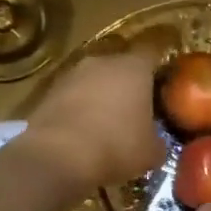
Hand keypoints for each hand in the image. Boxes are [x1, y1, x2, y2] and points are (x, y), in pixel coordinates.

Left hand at [16, 42, 166, 191]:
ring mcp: (70, 74)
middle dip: (126, 84)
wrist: (58, 157)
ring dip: (99, 96)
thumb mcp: (151, 152)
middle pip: (119, 66)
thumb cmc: (116, 147)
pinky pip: (70, 97)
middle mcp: (101, 62)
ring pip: (92, 80)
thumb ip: (158, 139)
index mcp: (134, 67)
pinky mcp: (47, 92)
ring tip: (105, 123)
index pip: (153, 53)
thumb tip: (155, 141)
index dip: (159, 68)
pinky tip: (80, 132)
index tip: (164, 85)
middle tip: (134, 109)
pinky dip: (77, 109)